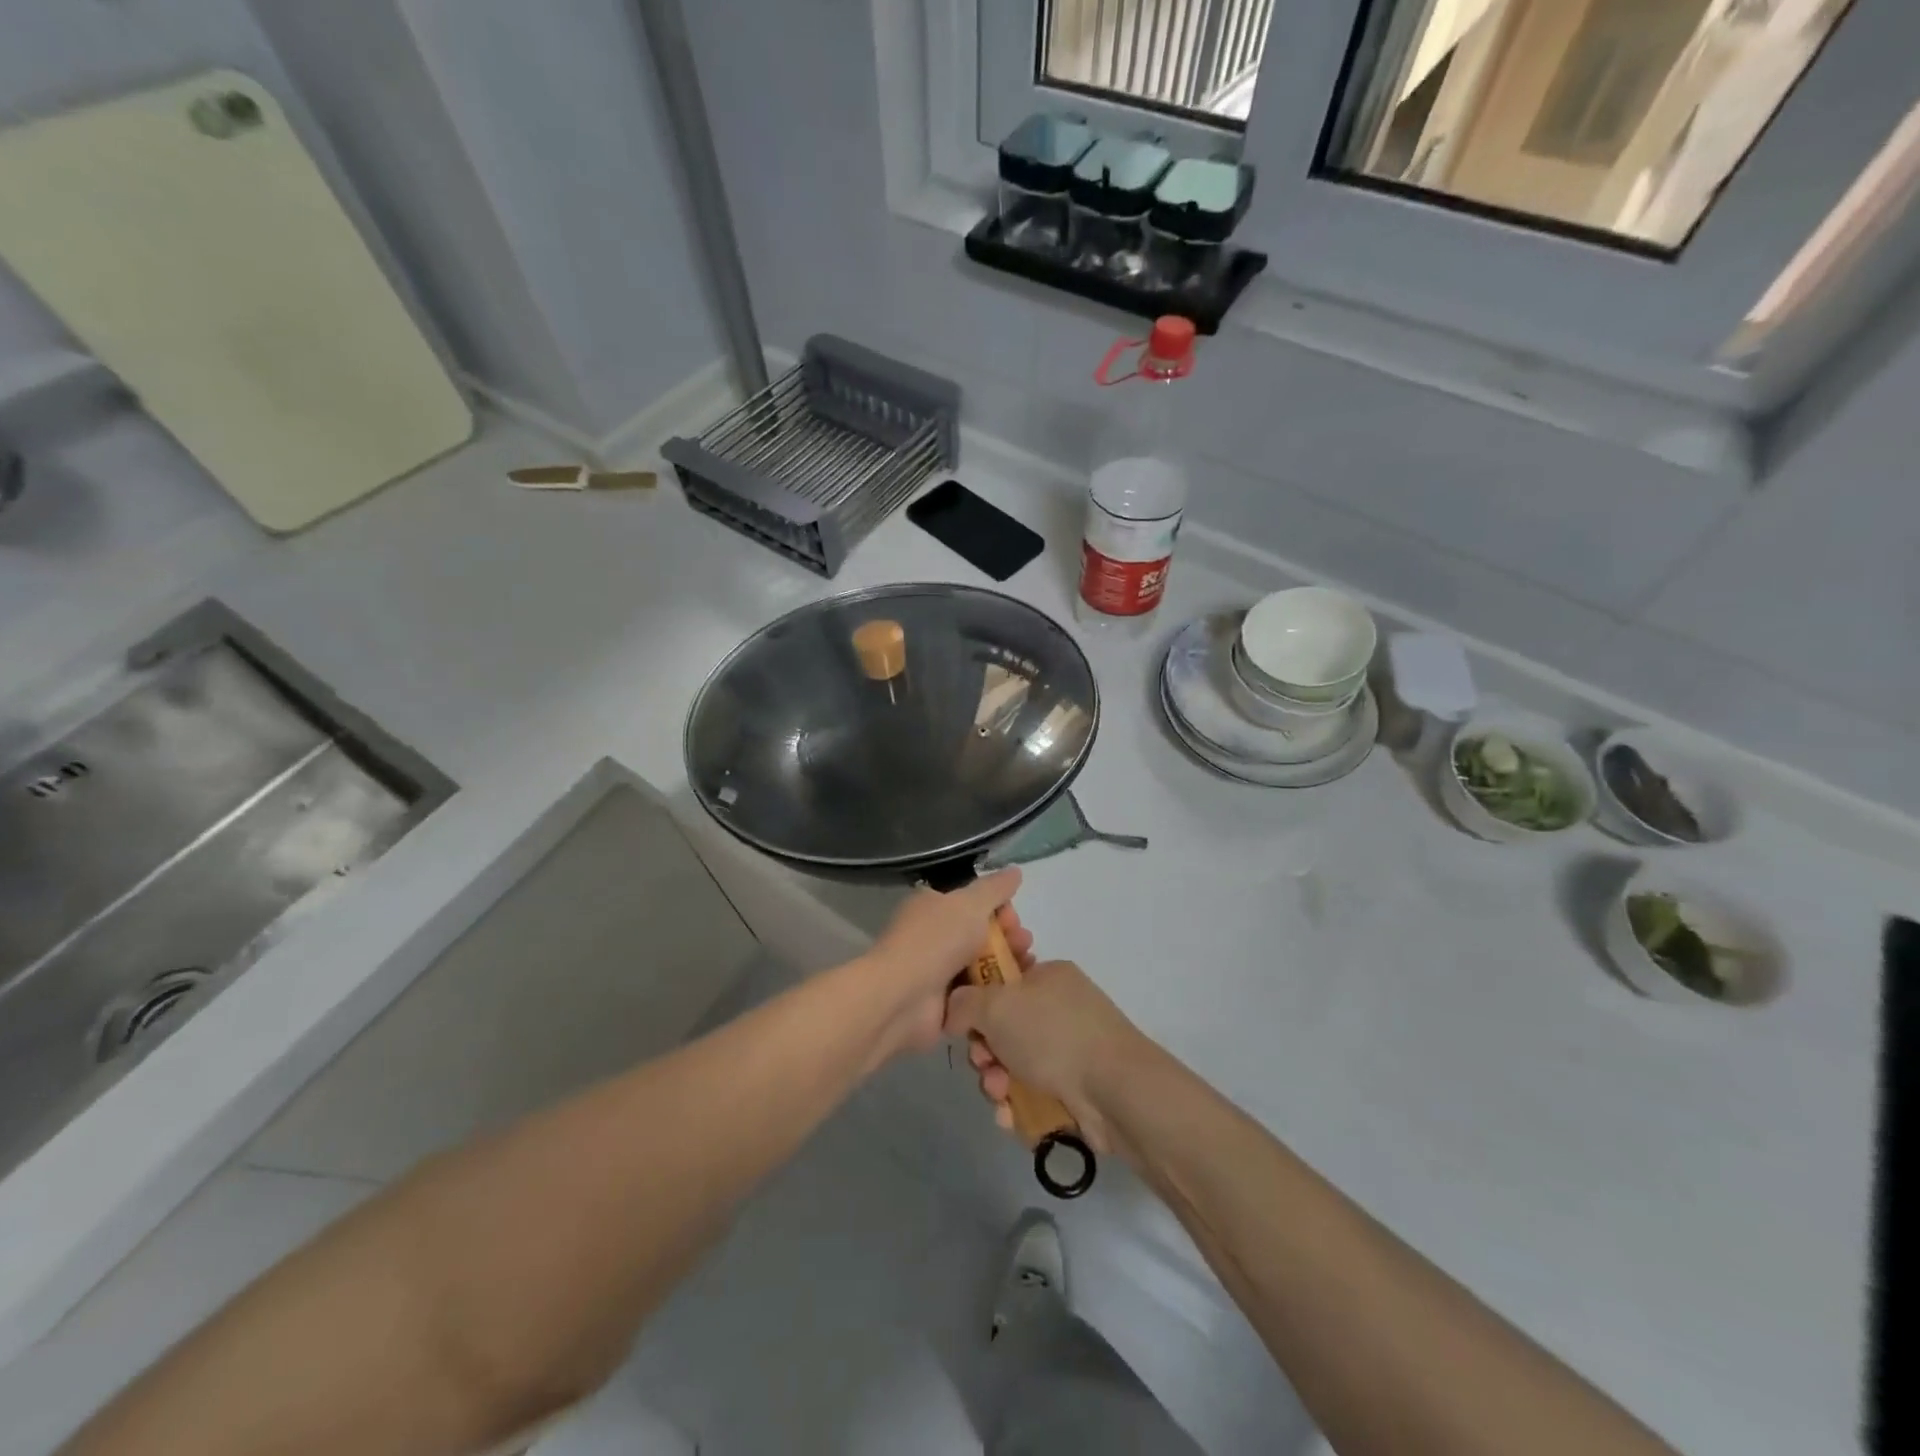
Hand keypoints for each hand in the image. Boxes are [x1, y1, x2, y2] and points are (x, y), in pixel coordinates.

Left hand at [862, 869, 1032, 1059]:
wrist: (902, 998)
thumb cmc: (935, 941)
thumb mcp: (970, 904)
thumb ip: (995, 888)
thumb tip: (1015, 870)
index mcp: (933, 906)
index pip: (973, 903)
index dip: (999, 909)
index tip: (1015, 919)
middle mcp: (933, 936)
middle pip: (981, 934)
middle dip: (1008, 938)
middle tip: (1025, 945)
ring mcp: (937, 972)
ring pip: (982, 966)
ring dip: (1006, 965)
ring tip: (1027, 967)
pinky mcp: (943, 1004)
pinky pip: (976, 995)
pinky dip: (995, 993)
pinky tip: (1014, 992)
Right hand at [944, 960, 1142, 1152]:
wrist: (1115, 1090)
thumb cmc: (1053, 1034)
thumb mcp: (996, 1005)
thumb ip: (964, 1003)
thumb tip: (953, 1012)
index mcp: (1048, 976)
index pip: (1001, 979)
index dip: (976, 1001)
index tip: (965, 1022)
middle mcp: (1060, 1007)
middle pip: (1002, 1027)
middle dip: (985, 1051)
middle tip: (985, 1064)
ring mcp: (1070, 1048)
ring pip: (1014, 1063)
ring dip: (997, 1081)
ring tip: (1001, 1096)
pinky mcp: (1075, 1087)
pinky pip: (1032, 1091)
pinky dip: (1017, 1104)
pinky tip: (1012, 1117)